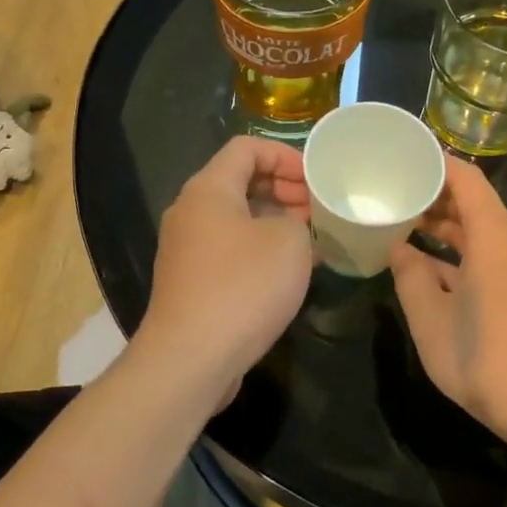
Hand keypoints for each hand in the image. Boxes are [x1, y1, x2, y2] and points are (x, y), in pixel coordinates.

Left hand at [138, 137, 314, 396]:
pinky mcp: (191, 281)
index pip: (246, 147)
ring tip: (313, 240)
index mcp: (208, 189)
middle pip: (240, 181)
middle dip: (284, 189)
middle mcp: (190, 212)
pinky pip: (230, 250)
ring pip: (237, 219)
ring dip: (275, 222)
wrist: (191, 358)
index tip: (316, 178)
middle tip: (318, 209)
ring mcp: (187, 249)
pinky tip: (289, 272)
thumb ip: (297, 220)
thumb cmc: (243, 287)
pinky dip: (260, 250)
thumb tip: (289, 227)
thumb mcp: (289, 242)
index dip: (285, 154)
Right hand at [390, 156, 506, 437]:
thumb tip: (399, 250)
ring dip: (449, 228)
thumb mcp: (431, 321)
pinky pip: (497, 252)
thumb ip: (410, 277)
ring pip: (485, 230)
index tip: (401, 159)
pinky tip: (436, 266)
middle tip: (393, 197)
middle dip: (434, 198)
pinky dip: (467, 252)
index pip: (465, 177)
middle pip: (475, 202)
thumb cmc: (487, 361)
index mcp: (496, 236)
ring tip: (406, 228)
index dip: (433, 163)